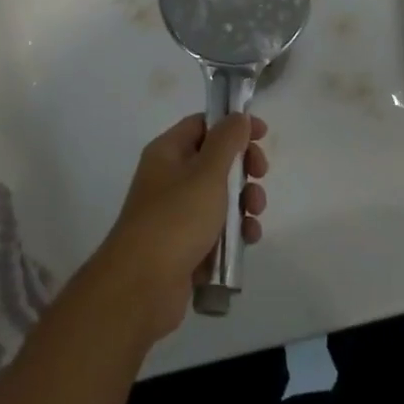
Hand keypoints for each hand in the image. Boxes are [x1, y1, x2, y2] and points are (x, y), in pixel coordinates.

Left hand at [88, 113, 270, 342]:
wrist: (142, 287)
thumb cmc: (176, 219)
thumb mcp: (207, 173)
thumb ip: (227, 141)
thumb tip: (238, 116)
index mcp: (168, 153)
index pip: (203, 125)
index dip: (233, 125)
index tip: (262, 134)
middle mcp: (169, 178)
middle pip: (215, 161)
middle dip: (243, 169)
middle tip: (260, 175)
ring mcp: (176, 214)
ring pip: (220, 197)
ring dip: (244, 203)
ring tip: (253, 215)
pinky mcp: (185, 245)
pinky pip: (216, 230)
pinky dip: (234, 232)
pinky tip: (247, 240)